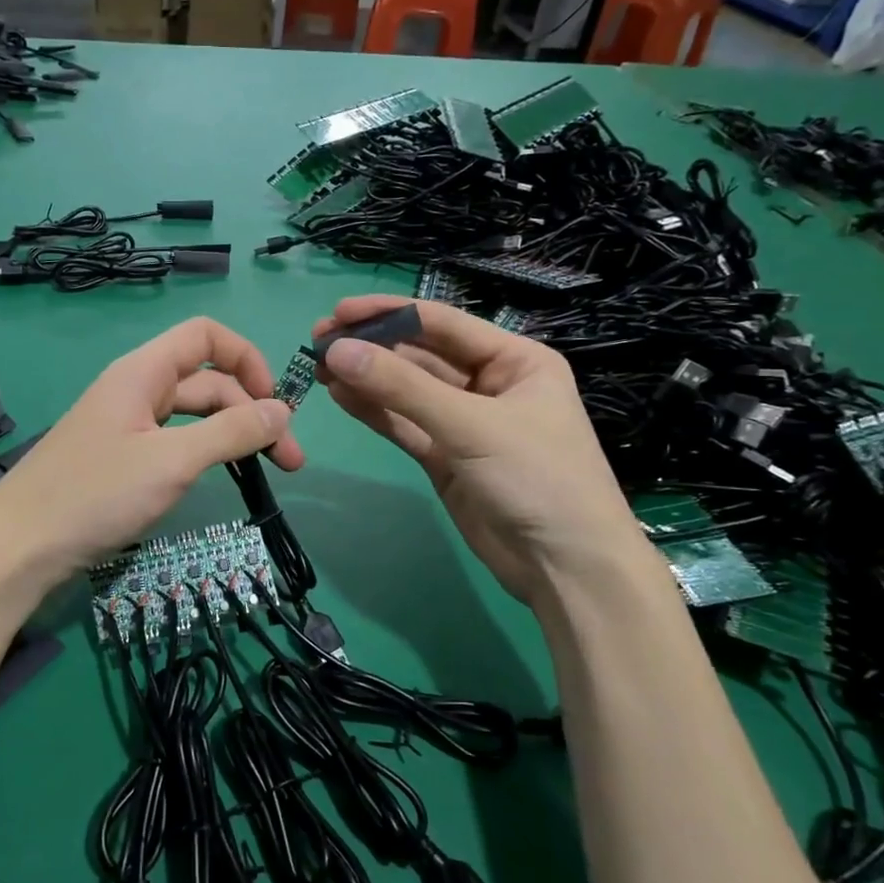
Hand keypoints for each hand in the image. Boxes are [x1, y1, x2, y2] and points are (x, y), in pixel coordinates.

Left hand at [0, 317, 303, 587]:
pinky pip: (175, 442)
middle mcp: (137, 389)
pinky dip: (206, 452)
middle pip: (208, 381)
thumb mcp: (172, 461)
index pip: (206, 336)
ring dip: (234, 436)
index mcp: (143, 372)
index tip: (275, 404)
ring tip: (271, 472)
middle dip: (252, 412)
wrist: (20, 547)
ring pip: (194, 416)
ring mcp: (128, 425)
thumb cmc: (95, 494)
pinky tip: (223, 476)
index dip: (247, 360)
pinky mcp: (122, 458)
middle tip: (290, 462)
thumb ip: (231, 432)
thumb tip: (283, 410)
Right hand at [313, 296, 645, 604]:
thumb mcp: (471, 426)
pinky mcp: (444, 458)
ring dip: (366, 378)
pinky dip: (374, 411)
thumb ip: (402, 388)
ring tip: (318, 366)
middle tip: (318, 341)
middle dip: (372, 347)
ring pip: (406, 391)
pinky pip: (404, 425)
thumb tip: (337, 351)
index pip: (442, 324)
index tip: (338, 314)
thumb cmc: (537, 479)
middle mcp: (489, 384)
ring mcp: (464, 423)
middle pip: (420, 355)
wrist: (565, 568)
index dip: (389, 314)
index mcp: (515, 360)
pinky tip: (340, 395)